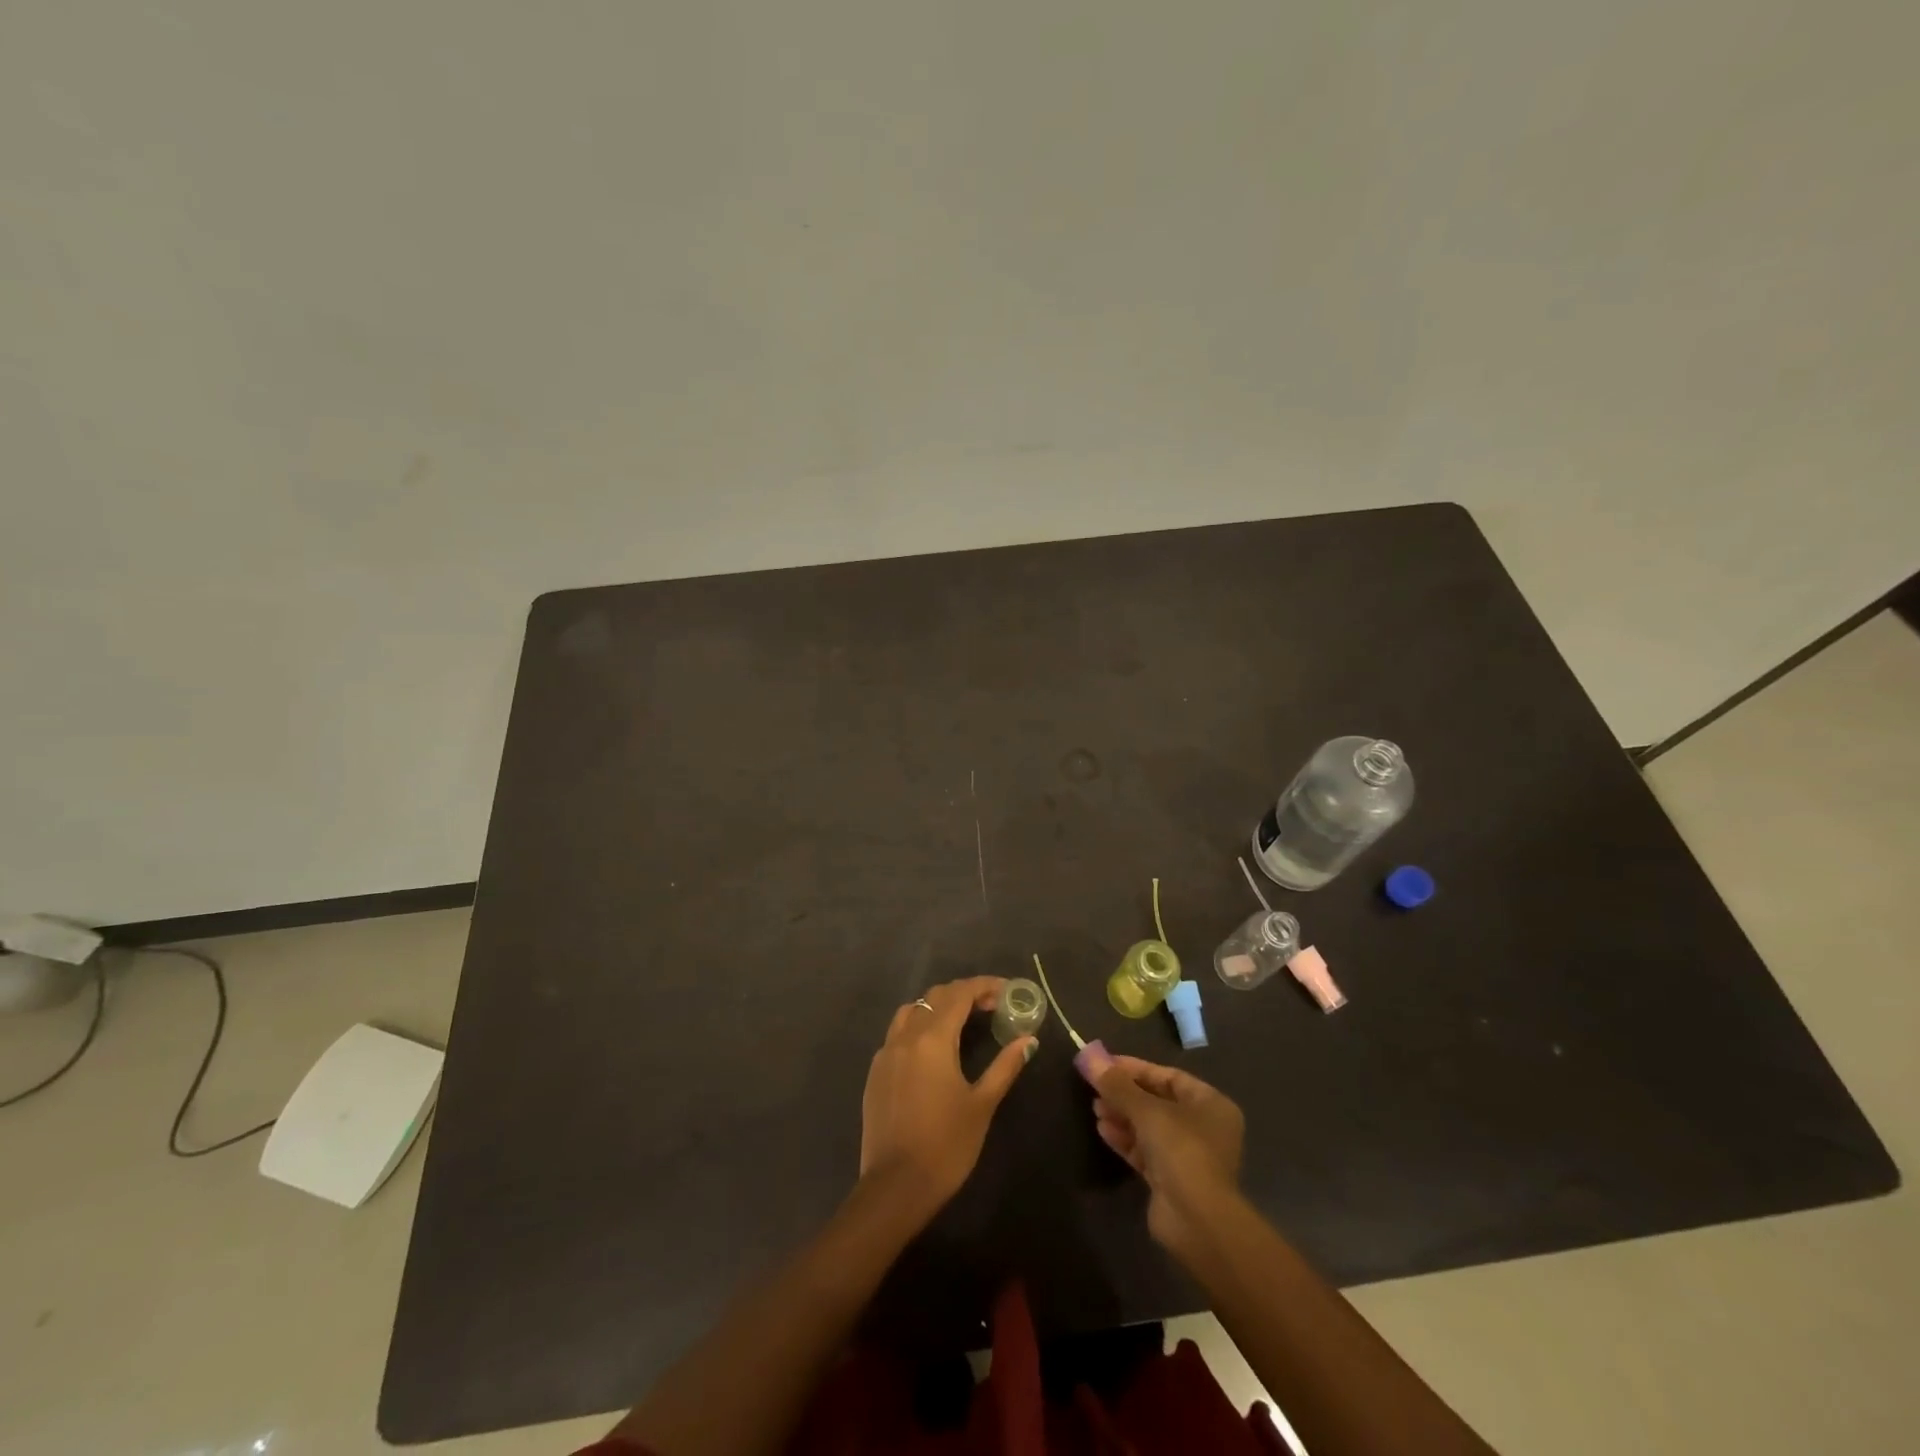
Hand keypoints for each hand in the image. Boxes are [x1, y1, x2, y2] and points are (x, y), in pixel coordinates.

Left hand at [860, 977, 1034, 1213]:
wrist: (895, 1187)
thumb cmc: (946, 1145)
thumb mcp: (982, 1104)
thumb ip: (1005, 1066)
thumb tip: (1029, 1040)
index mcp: (933, 1039)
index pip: (960, 994)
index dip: (984, 986)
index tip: (1007, 990)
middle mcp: (906, 1036)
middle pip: (935, 997)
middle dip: (964, 994)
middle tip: (991, 1006)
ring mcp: (886, 1053)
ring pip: (912, 1010)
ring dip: (938, 1007)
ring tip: (962, 1022)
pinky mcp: (876, 1072)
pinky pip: (898, 1033)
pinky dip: (919, 1027)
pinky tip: (933, 1050)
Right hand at [1092, 1055, 1245, 1255]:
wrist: (1197, 1221)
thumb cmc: (1181, 1150)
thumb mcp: (1146, 1110)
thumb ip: (1116, 1084)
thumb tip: (1087, 1056)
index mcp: (1210, 1104)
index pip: (1168, 1077)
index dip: (1135, 1069)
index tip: (1104, 1065)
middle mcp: (1203, 1127)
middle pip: (1157, 1102)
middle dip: (1125, 1094)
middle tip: (1095, 1089)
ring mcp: (1188, 1156)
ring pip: (1149, 1127)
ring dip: (1122, 1116)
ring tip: (1095, 1109)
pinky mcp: (1172, 1180)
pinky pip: (1145, 1150)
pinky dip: (1125, 1139)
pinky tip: (1102, 1130)